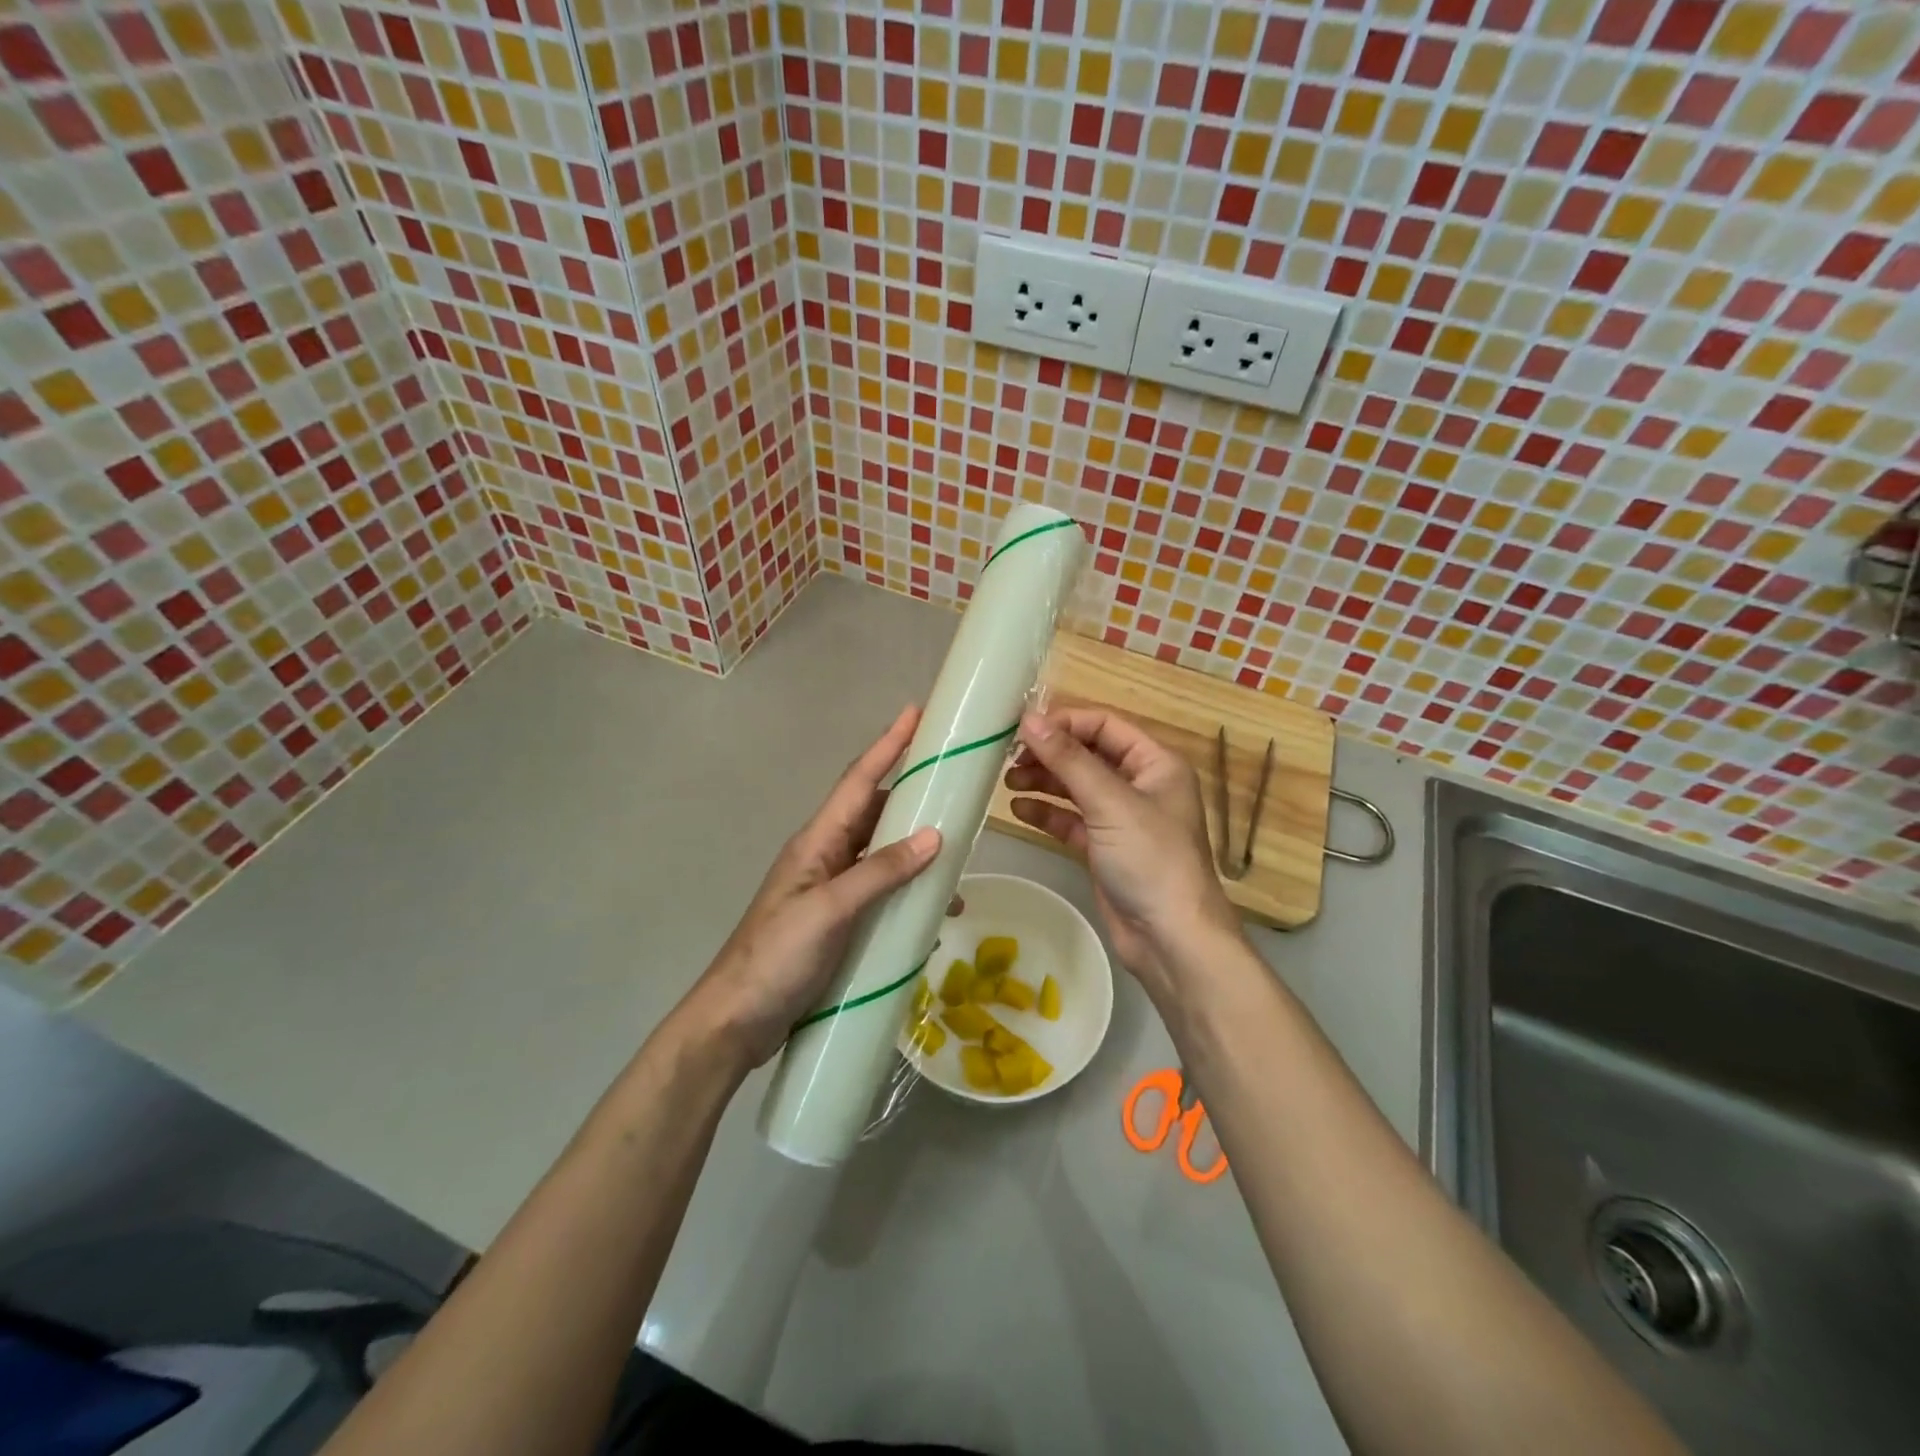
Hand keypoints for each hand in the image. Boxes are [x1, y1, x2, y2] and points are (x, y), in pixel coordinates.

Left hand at [675, 705, 940, 1074]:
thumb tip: (933, 835)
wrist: (736, 1020)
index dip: (887, 745)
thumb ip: (879, 872)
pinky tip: (935, 911)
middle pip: (874, 812)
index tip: (916, 713)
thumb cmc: (776, 956)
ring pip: (881, 854)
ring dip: (916, 850)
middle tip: (955, 784)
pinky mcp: (840, 922)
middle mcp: (825, 856)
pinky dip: (908, 893)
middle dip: (911, 794)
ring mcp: (831, 890)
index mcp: (817, 842)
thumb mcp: (829, 910)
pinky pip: (882, 894)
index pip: (858, 781)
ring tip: (958, 854)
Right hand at [1005, 708, 1239, 1001]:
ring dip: (1044, 781)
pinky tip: (1019, 810)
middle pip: (1088, 755)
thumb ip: (1068, 759)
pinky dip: (1047, 813)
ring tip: (1007, 782)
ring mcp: (1122, 819)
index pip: (1105, 725)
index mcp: (1155, 763)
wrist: (1171, 939)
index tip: (1023, 728)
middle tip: (1008, 758)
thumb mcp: (1110, 803)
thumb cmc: (1150, 859)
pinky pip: (1071, 820)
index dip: (1064, 722)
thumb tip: (1030, 719)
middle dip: (1049, 754)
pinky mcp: (1105, 848)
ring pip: (1076, 788)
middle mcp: (1140, 785)